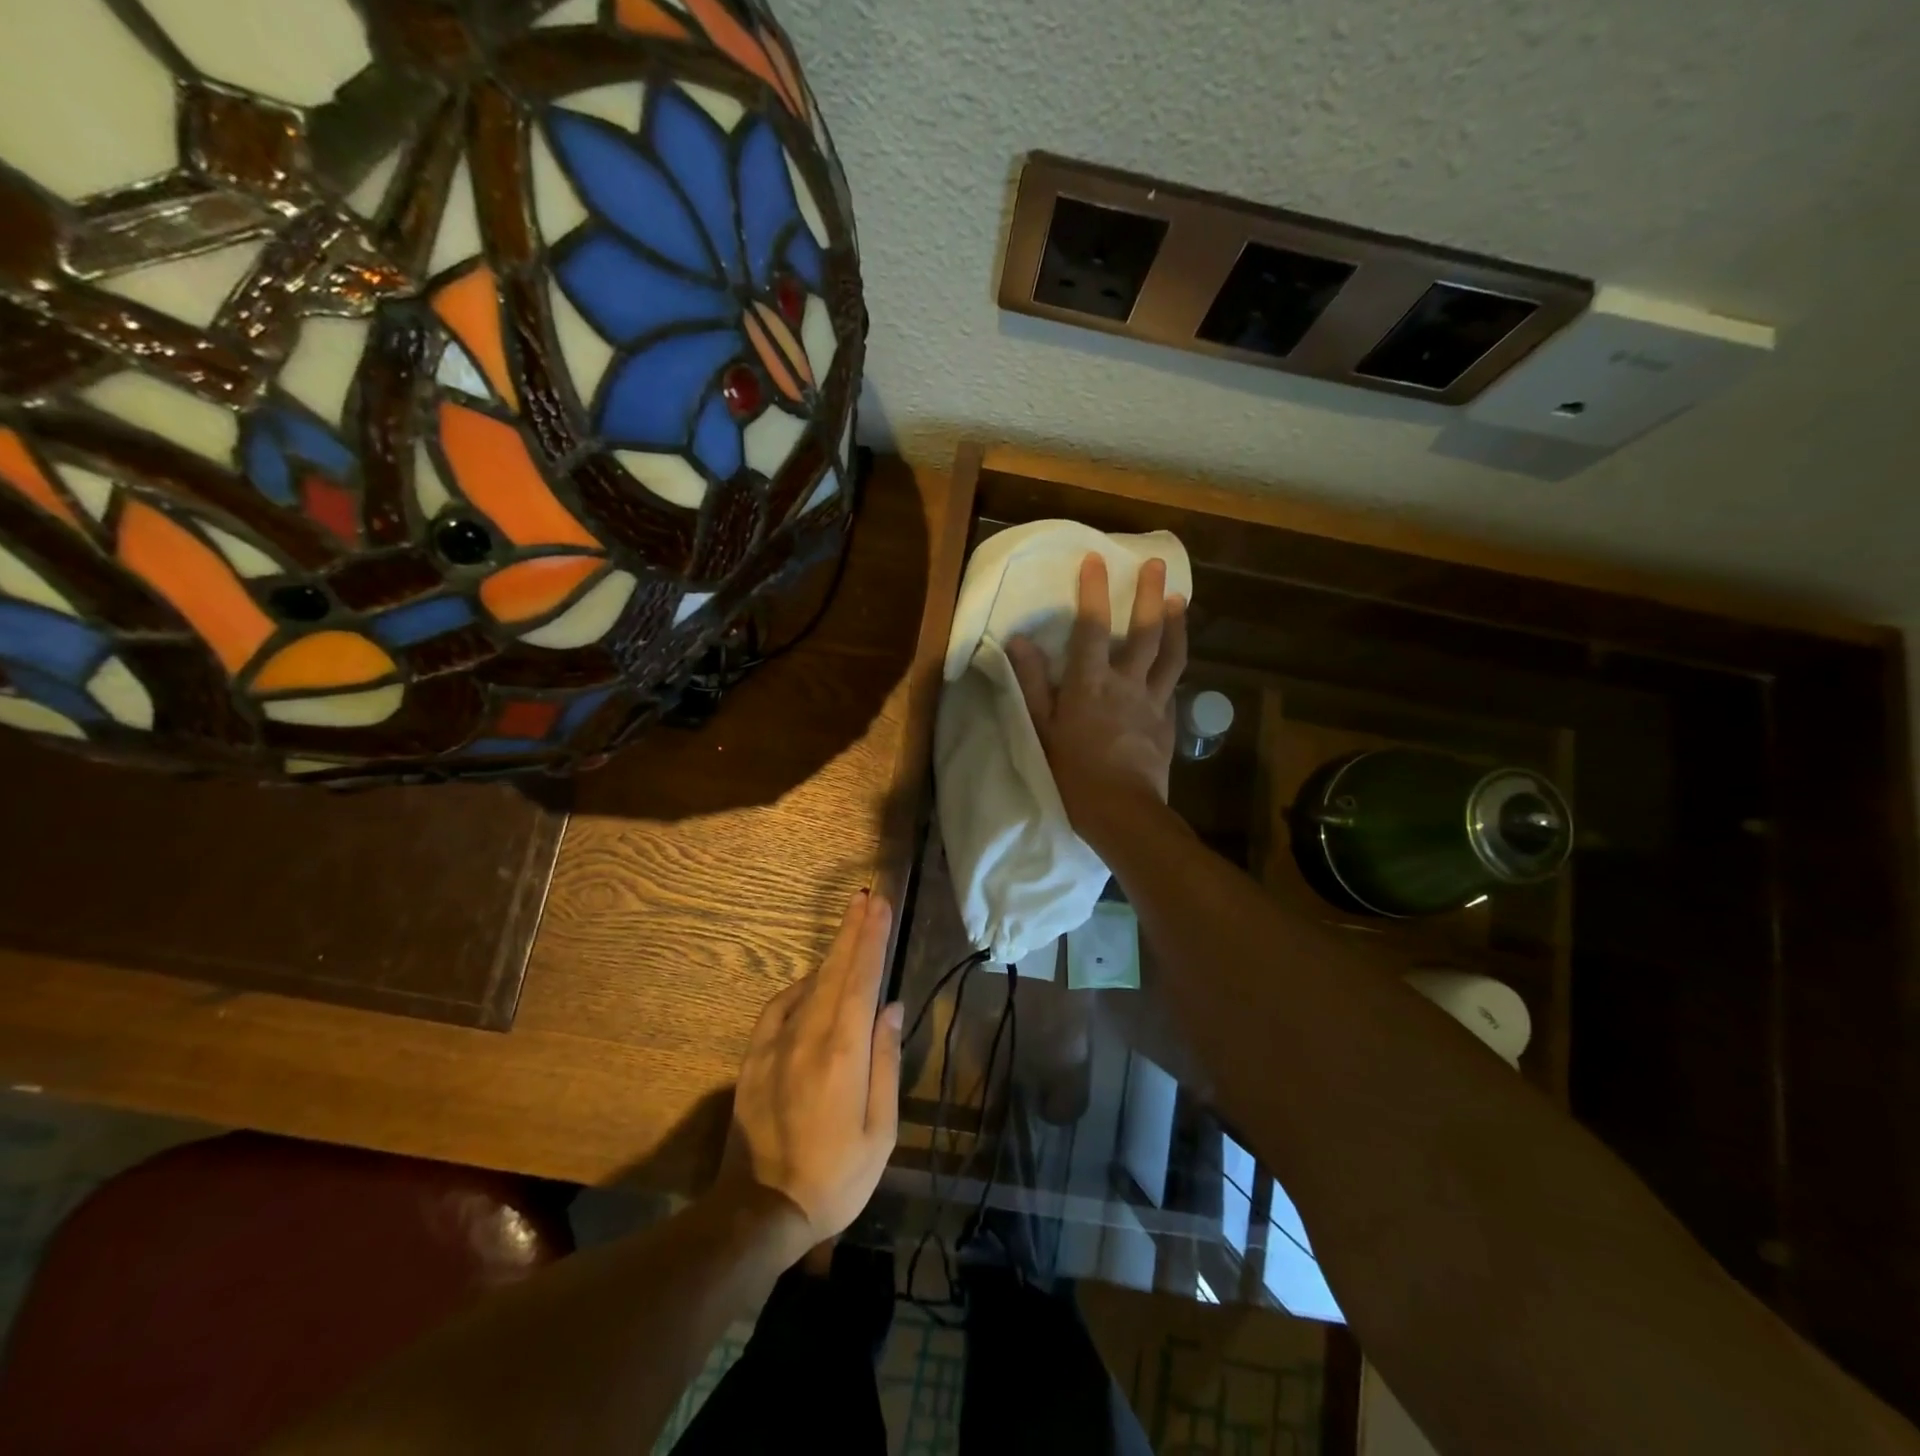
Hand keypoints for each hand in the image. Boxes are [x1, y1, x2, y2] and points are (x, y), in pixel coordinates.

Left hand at [717, 891, 902, 1258]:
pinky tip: (813, 981)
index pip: (862, 980)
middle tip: (867, 897)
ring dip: (832, 953)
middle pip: (835, 970)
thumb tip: (890, 1008)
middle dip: (853, 931)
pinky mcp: (754, 1058)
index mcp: (843, 1052)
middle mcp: (808, 1036)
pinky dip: (800, 986)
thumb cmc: (837, 1176)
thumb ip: (886, 1061)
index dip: (872, 939)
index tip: (881, 906)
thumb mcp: (881, 1129)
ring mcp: (775, 1045)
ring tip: (851, 928)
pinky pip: (779, 1007)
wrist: (762, 1210)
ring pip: (809, 984)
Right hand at [1007, 554, 1187, 842]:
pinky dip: (1174, 667)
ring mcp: (1154, 702)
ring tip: (1181, 601)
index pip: (1091, 627)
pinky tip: (1175, 661)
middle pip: (1145, 632)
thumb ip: (1032, 684)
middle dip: (1150, 595)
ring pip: (1171, 655)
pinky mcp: (1168, 723)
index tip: (1096, 560)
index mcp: (1091, 683)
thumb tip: (1018, 642)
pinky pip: (1174, 686)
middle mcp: (1127, 684)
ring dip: (1177, 624)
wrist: (1123, 812)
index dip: (1093, 591)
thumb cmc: (1073, 774)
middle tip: (1157, 565)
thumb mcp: (1042, 729)